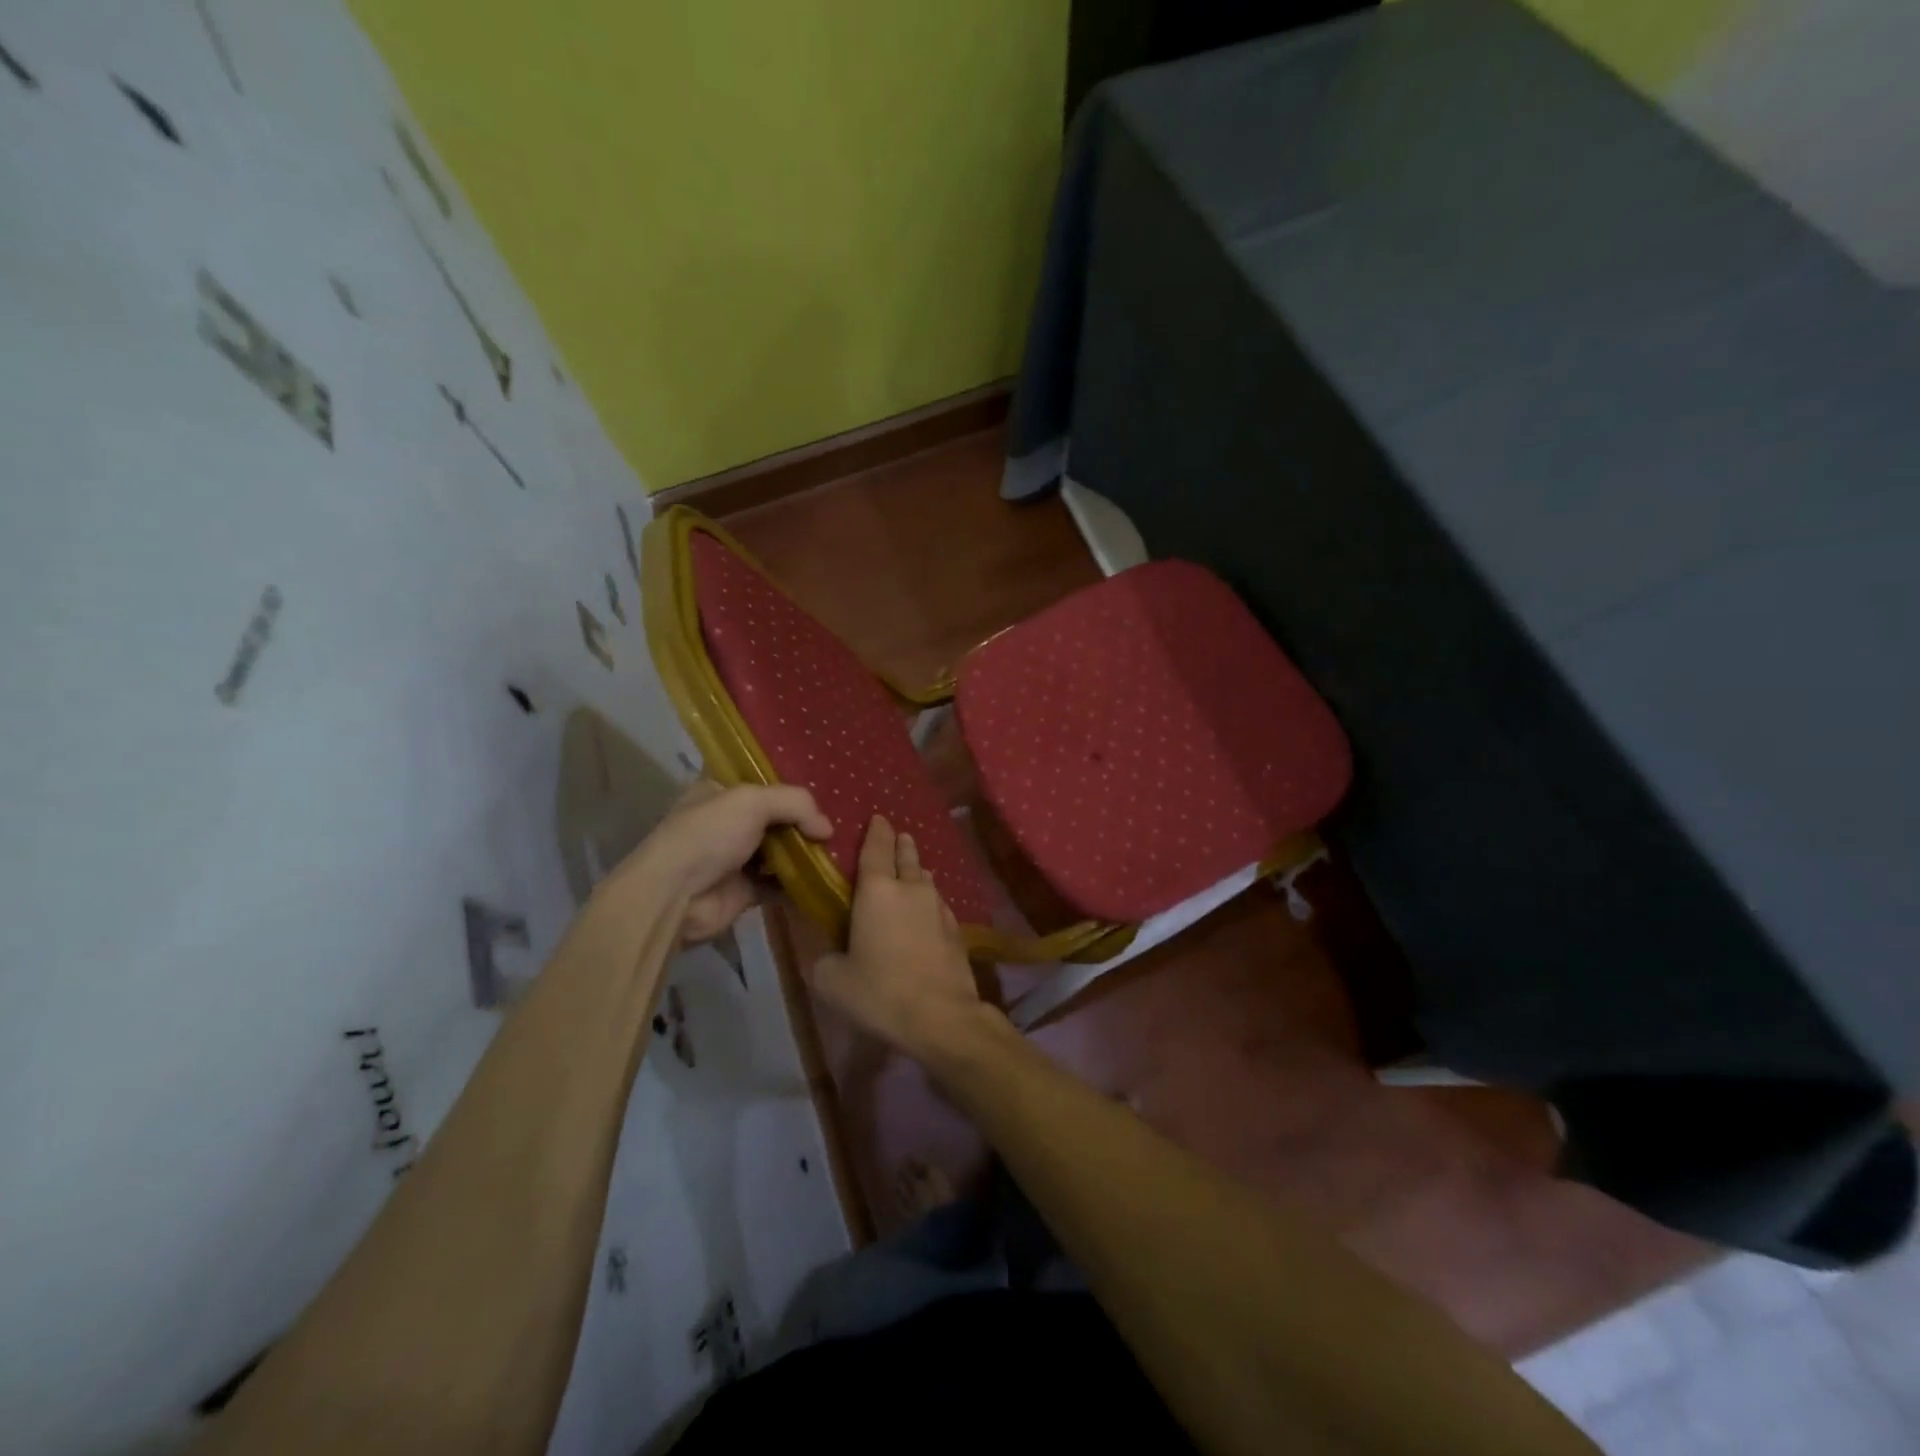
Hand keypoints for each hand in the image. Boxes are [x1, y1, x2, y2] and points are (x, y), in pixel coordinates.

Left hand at [608, 780, 832, 944]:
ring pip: (782, 850)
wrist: (675, 896)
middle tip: (842, 821)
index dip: (791, 784)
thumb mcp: (753, 801)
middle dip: (805, 820)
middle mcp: (728, 821)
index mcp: (720, 792)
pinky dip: (801, 881)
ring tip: (841, 849)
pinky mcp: (746, 890)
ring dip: (807, 852)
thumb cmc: (709, 835)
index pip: (761, 780)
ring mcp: (736, 857)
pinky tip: (827, 876)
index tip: (825, 788)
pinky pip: (781, 882)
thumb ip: (796, 804)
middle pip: (776, 816)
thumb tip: (827, 829)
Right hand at [810, 816, 991, 1058]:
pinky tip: (927, 910)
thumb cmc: (879, 992)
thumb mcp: (832, 979)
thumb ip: (824, 957)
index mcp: (877, 891)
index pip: (876, 848)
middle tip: (897, 835)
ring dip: (917, 870)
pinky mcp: (956, 929)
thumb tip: (828, 951)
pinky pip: (938, 903)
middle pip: (906, 856)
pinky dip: (929, 899)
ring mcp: (938, 907)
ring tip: (912, 869)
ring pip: (926, 879)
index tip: (878, 817)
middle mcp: (911, 889)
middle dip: (900, 843)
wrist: (941, 1016)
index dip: (876, 831)